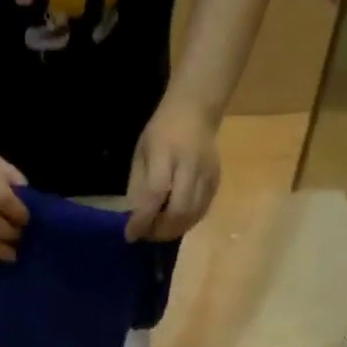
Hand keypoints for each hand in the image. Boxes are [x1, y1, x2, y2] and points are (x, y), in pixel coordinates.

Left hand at [125, 96, 220, 241]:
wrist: (195, 110)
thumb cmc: (161, 132)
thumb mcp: (141, 153)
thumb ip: (138, 186)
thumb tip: (135, 218)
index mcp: (166, 154)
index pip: (155, 194)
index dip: (143, 219)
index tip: (131, 234)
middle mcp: (189, 165)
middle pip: (178, 210)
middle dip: (160, 230)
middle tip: (147, 235)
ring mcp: (206, 174)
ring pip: (192, 215)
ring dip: (173, 231)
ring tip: (159, 231)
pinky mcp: (216, 181)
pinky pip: (202, 211)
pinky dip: (187, 223)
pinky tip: (175, 223)